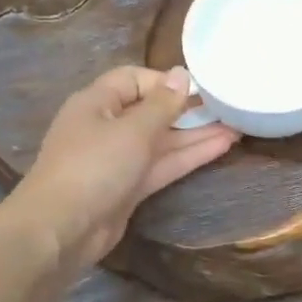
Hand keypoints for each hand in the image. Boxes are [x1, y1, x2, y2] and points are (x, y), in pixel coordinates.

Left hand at [12, 65, 237, 268]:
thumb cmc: (94, 167)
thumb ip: (162, 105)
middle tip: (229, 108)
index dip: (166, 81)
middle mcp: (106, 127)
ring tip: (237, 127)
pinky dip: (188, 158)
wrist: (64, 228)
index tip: (200, 88)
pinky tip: (220, 148)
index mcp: (97, 102)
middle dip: (188, 111)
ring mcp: (118, 160)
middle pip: (151, 112)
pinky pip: (161, 166)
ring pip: (161, 142)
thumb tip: (182, 74)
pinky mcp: (128, 189)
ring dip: (195, 136)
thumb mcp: (132, 130)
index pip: (133, 79)